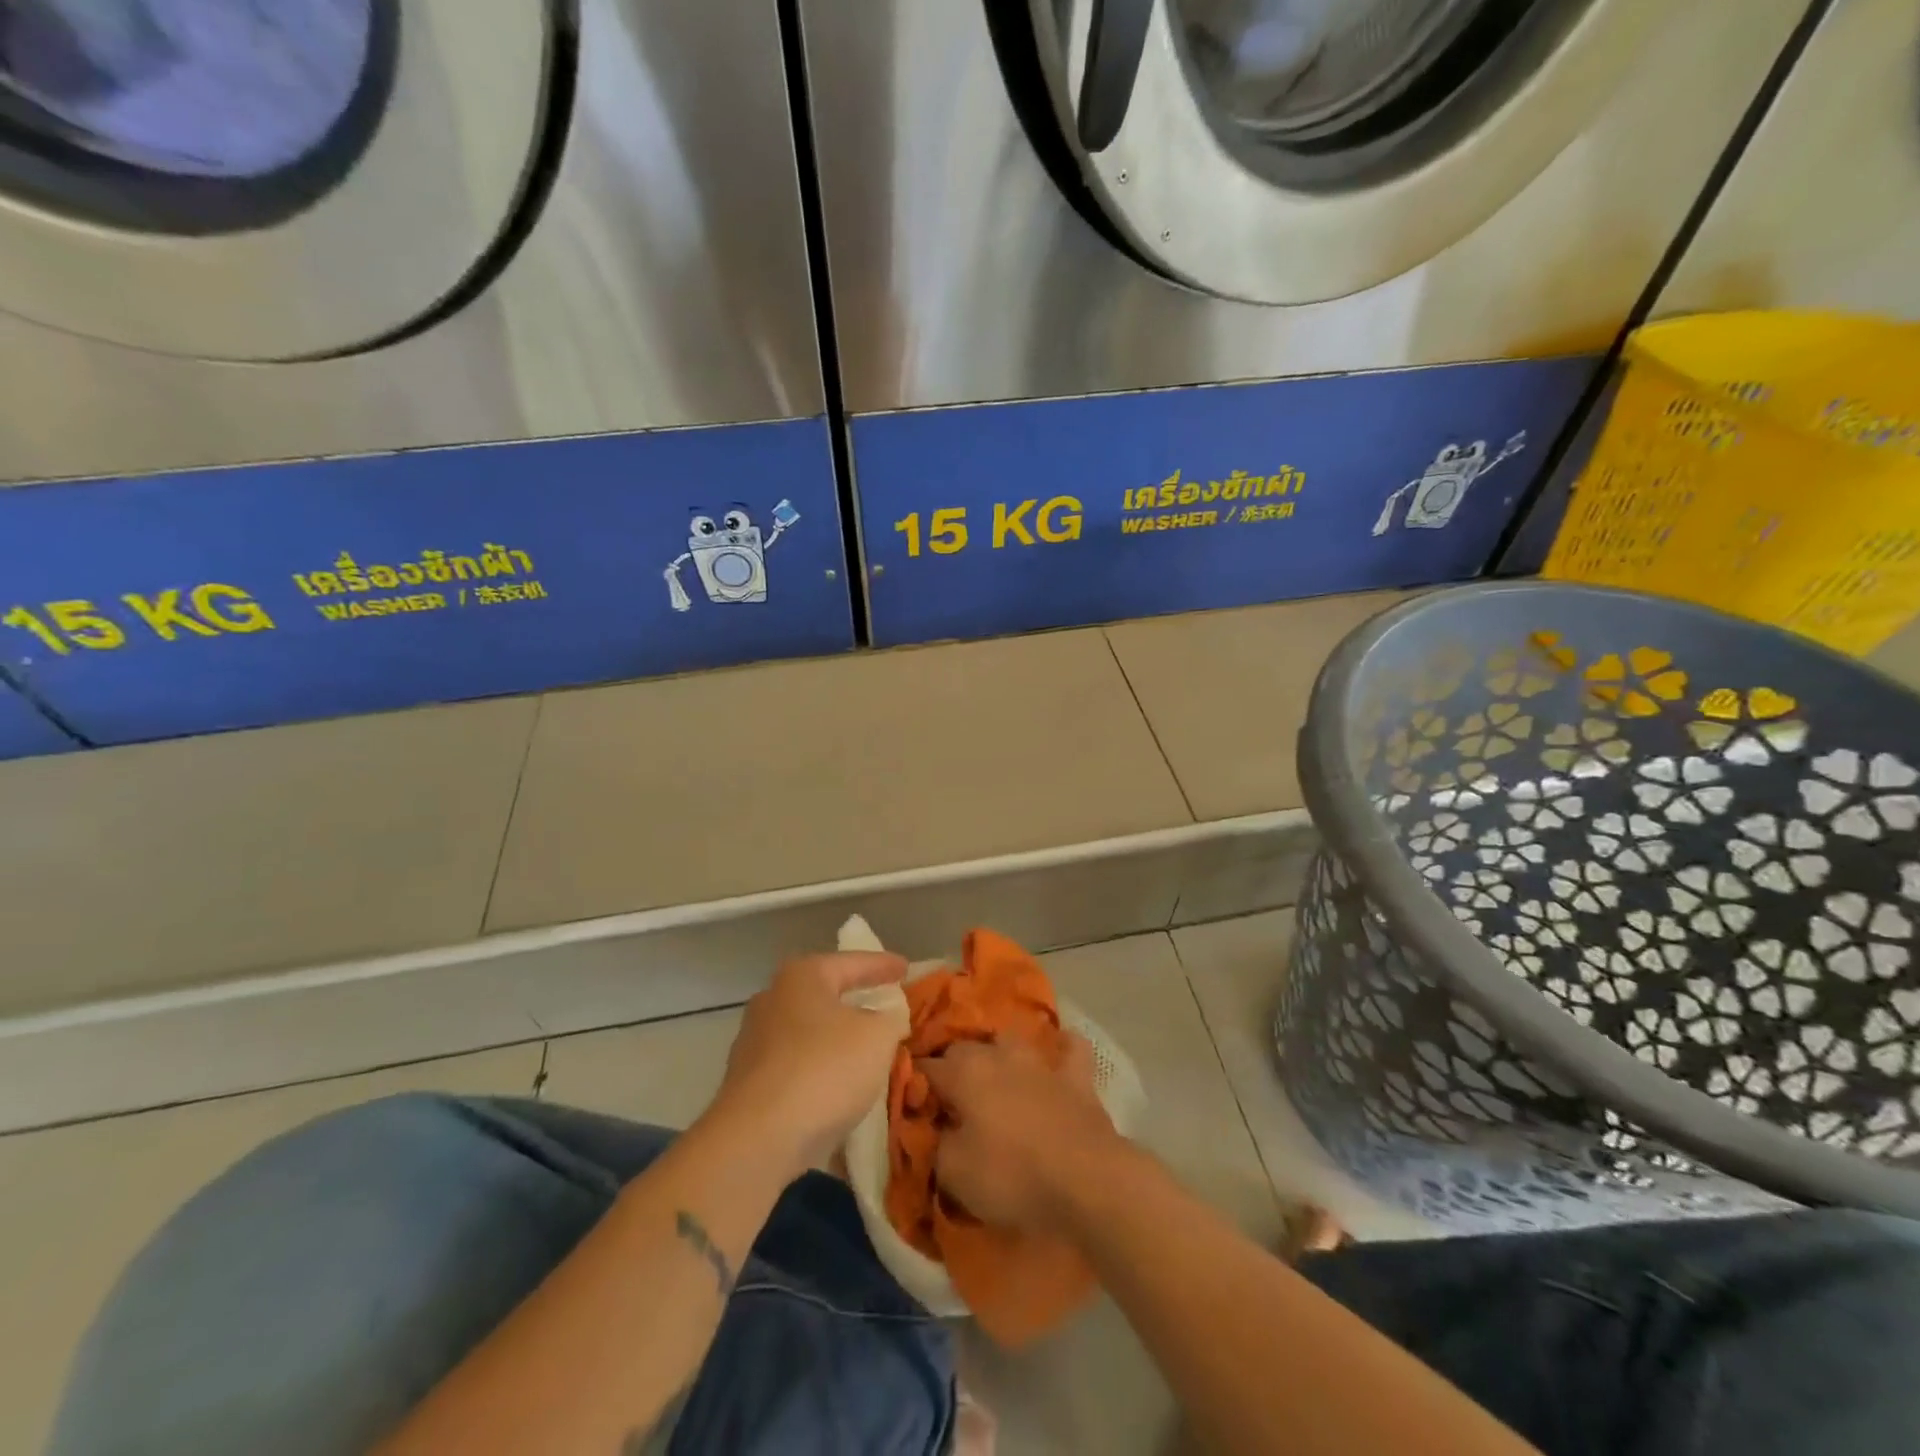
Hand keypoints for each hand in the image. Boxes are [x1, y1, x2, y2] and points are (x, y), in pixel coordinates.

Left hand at [707, 952, 908, 1177]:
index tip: (906, 968)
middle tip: (884, 1005)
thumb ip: (890, 1019)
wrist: (757, 1140)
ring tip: (866, 1051)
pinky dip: (819, 1070)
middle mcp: (772, 999)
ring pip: (808, 1032)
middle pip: (824, 994)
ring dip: (836, 1040)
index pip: (853, 962)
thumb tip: (887, 1019)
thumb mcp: (878, 1038)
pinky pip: (795, 1066)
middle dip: (855, 1000)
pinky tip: (838, 1089)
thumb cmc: (824, 1070)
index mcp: (802, 976)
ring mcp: (753, 1042)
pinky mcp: (746, 1083)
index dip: (883, 965)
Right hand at [920, 1034, 1126, 1235]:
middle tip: (949, 1098)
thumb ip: (936, 1142)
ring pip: (1011, 1040)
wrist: (1085, 1179)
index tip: (910, 1103)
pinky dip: (1062, 1049)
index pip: (926, 1068)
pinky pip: (1070, 1049)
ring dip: (999, 1053)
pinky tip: (1058, 1056)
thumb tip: (936, 1127)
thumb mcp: (954, 1172)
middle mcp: (998, 1054)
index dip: (914, 1084)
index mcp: (964, 1073)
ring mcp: (1040, 1061)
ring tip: (994, 1076)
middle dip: (952, 1066)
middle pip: (964, 1049)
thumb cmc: (1012, 1175)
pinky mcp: (1076, 1077)